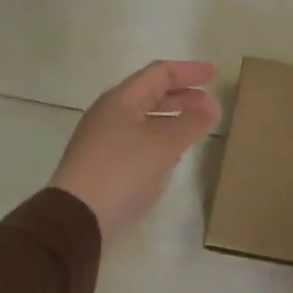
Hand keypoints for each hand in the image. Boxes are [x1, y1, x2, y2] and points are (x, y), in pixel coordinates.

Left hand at [49, 61, 221, 242]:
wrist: (77, 220)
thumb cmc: (122, 172)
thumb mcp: (164, 145)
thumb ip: (190, 123)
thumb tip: (211, 107)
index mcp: (121, 100)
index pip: (159, 74)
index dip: (189, 71)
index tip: (215, 74)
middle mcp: (109, 114)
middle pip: (150, 94)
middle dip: (182, 95)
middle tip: (209, 102)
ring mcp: (103, 140)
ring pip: (144, 119)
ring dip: (172, 118)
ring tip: (196, 126)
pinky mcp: (103, 165)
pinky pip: (138, 141)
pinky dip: (160, 139)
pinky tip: (173, 154)